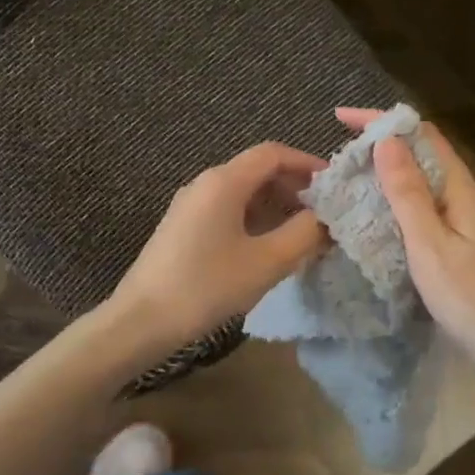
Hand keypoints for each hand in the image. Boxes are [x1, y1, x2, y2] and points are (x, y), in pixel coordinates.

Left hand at [109, 142, 328, 352]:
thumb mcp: (266, 262)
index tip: (333, 187)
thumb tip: (327, 219)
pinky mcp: (183, 228)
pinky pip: (228, 211)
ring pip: (243, 193)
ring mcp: (191, 206)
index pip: (273, 154)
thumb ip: (304, 234)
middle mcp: (205, 184)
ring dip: (276, 208)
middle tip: (322, 217)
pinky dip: (255, 221)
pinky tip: (268, 249)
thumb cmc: (207, 286)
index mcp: (224, 182)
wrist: (140, 321)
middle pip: (258, 171)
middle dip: (294, 189)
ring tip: (301, 236)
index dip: (307, 164)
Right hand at [337, 108, 474, 372]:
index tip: (340, 118)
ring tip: (349, 179)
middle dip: (382, 144)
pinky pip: (424, 208)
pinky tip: (376, 217)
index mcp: (461, 190)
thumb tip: (386, 139)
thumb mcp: (430, 244)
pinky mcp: (460, 245)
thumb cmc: (471, 297)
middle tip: (338, 153)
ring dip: (388, 173)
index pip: (422, 136)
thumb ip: (408, 193)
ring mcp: (465, 222)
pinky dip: (397, 202)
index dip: (383, 121)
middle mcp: (465, 197)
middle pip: (424, 155)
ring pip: (423, 183)